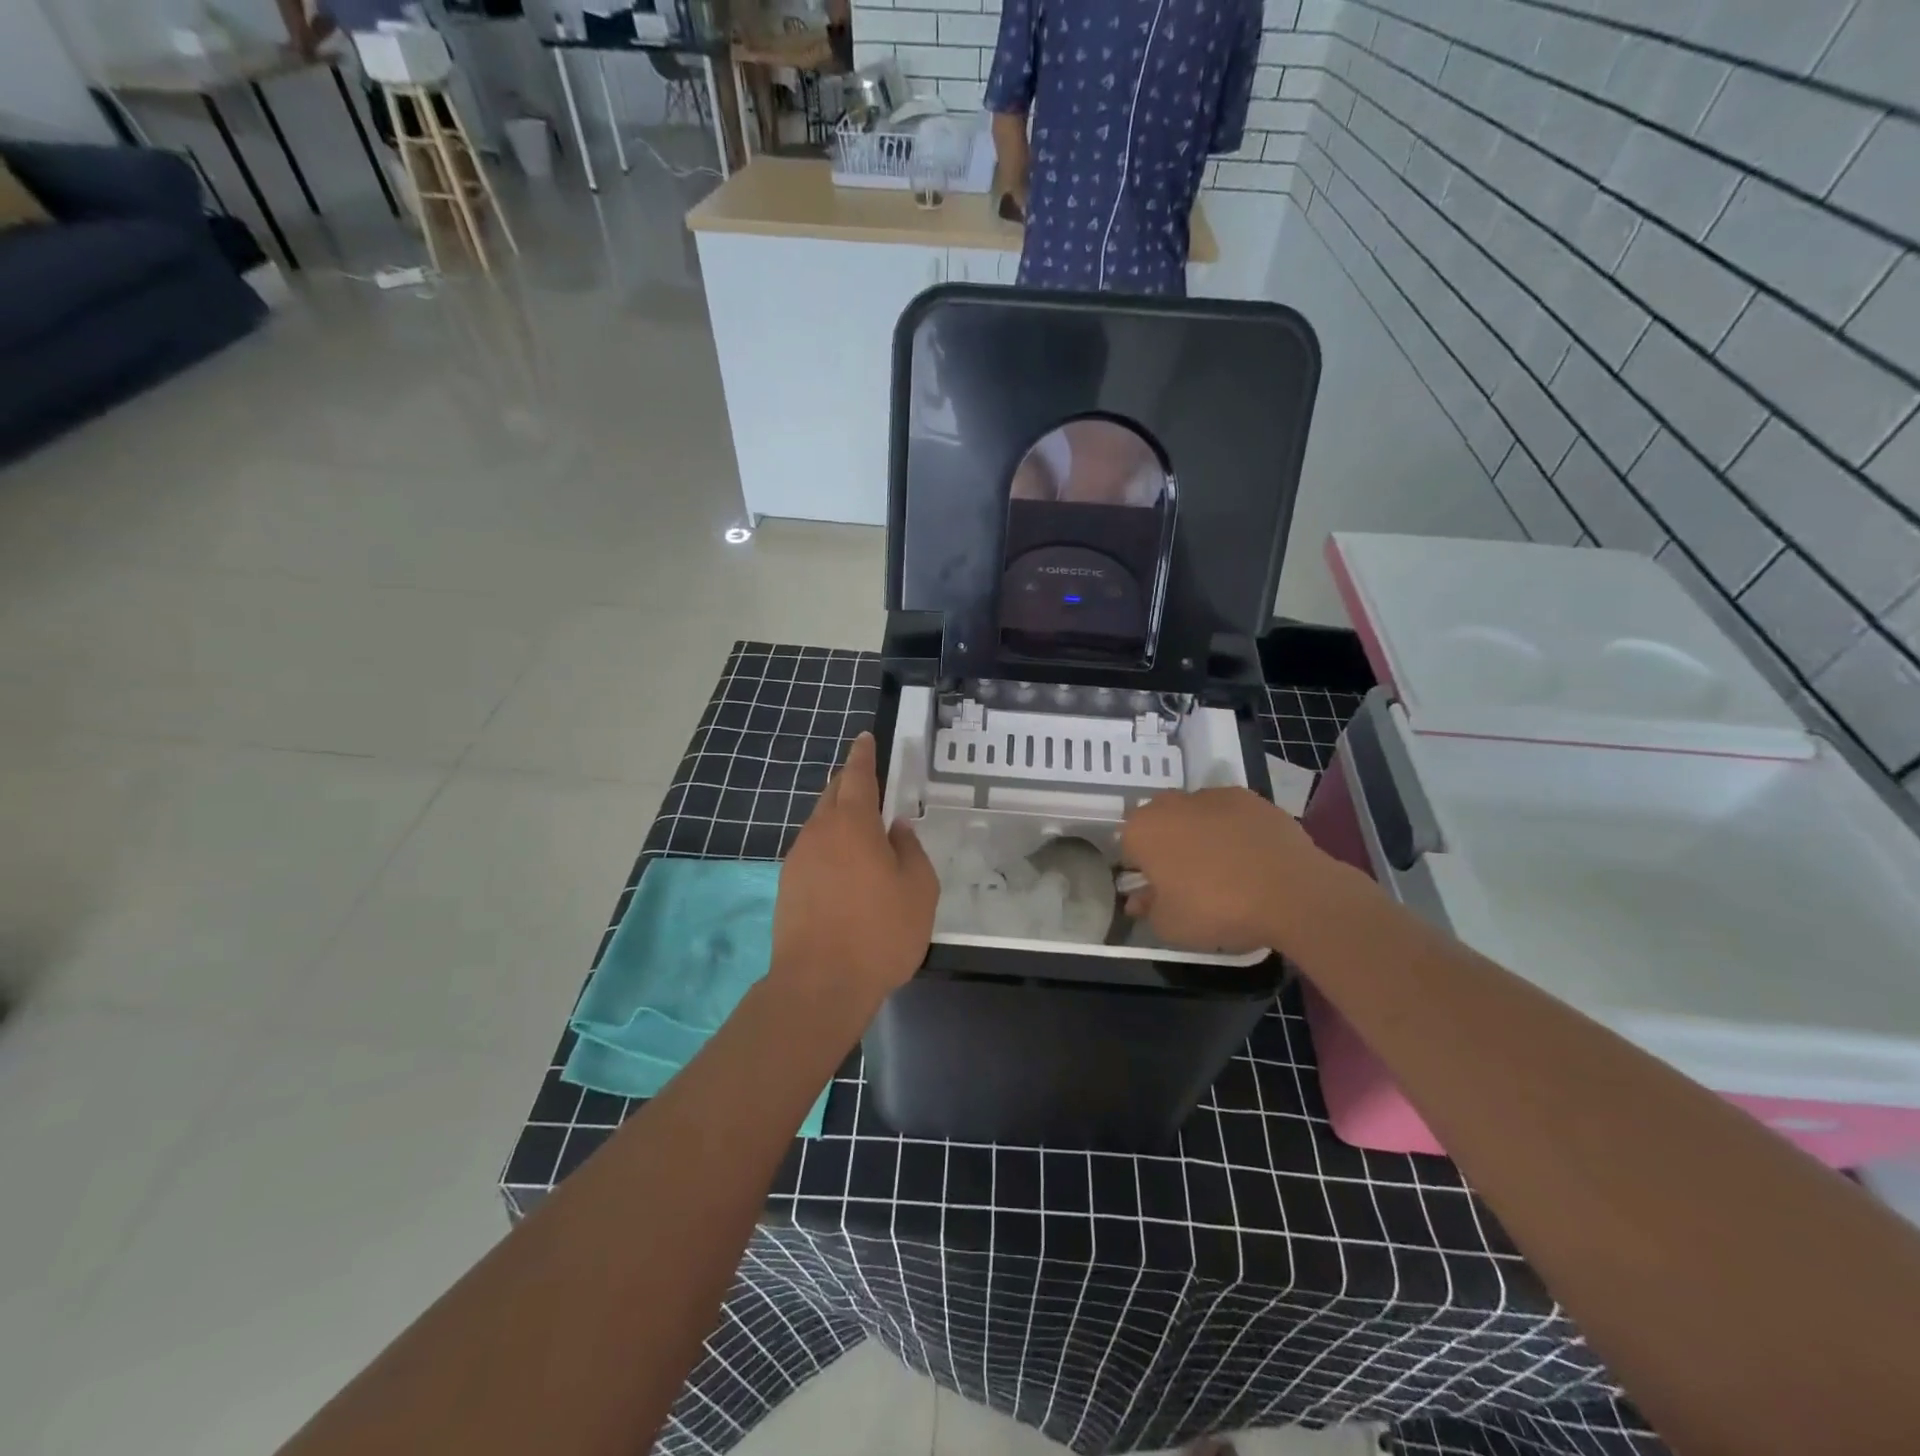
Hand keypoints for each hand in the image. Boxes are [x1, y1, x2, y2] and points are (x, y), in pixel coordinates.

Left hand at [771, 733, 937, 1007]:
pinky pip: (813, 851)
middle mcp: (819, 832)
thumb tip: (898, 828)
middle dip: (850, 783)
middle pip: (833, 795)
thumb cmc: (879, 932)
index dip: (863, 755)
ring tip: (862, 832)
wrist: (819, 985)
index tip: (865, 738)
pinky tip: (845, 870)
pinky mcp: (788, 886)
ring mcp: (798, 859)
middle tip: (869, 782)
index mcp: (853, 824)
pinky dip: (830, 847)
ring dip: (840, 818)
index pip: (858, 776)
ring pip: (820, 824)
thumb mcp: (918, 889)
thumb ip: (910, 850)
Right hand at [1121, 787, 1344, 954]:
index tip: (1158, 893)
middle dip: (1167, 846)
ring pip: (1195, 815)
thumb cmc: (1217, 909)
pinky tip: (1251, 858)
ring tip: (1225, 870)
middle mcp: (1172, 804)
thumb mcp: (1171, 925)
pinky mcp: (1251, 798)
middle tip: (1187, 880)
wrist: (1291, 892)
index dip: (1141, 872)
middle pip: (1159, 823)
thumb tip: (1139, 899)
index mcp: (1143, 830)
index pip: (1128, 848)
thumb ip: (1148, 909)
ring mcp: (1214, 796)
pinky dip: (1234, 830)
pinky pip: (1230, 815)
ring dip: (1200, 835)